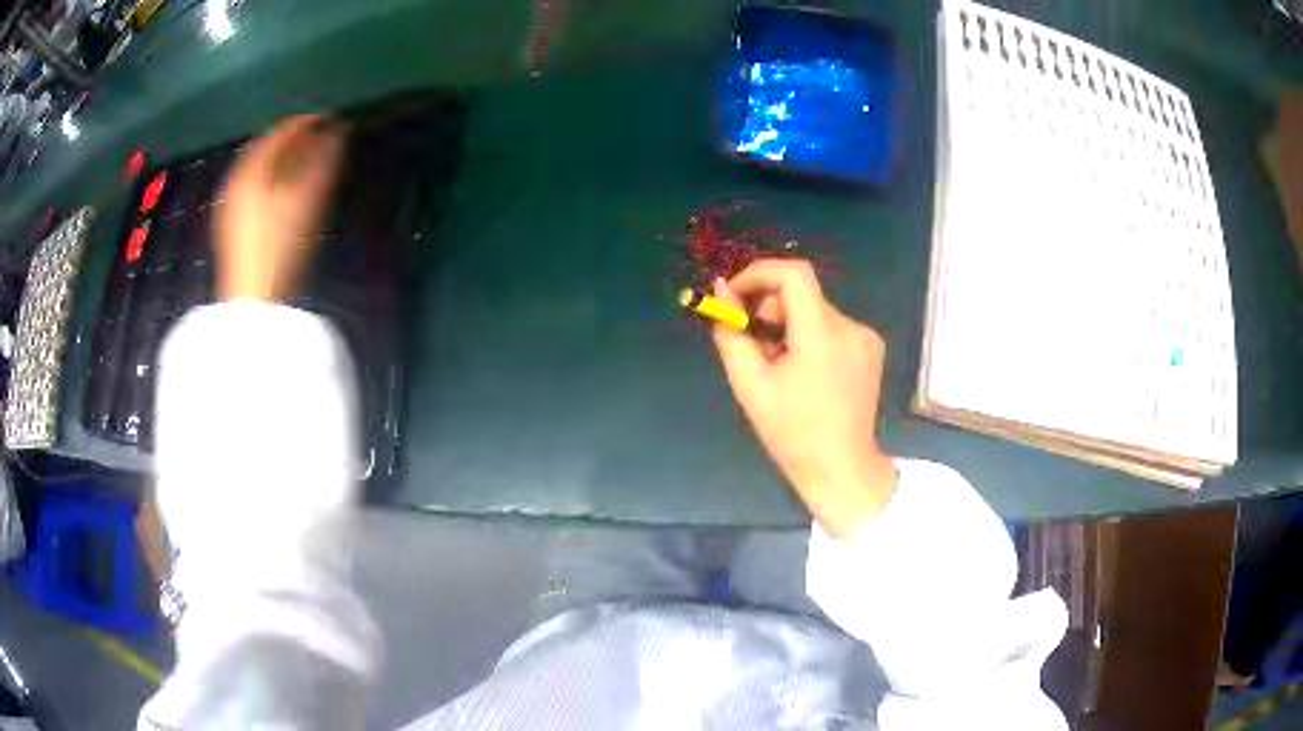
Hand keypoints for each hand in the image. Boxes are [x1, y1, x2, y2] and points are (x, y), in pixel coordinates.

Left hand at [214, 115, 344, 300]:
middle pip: (265, 148)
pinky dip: (271, 179)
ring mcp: (230, 204)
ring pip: (258, 168)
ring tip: (306, 162)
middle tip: (319, 138)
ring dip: (282, 160)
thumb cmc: (279, 247)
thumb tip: (338, 131)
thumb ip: (322, 161)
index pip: (280, 132)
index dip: (306, 122)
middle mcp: (235, 181)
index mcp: (250, 170)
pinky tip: (285, 190)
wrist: (252, 302)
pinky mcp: (231, 226)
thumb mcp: (306, 201)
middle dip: (293, 140)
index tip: (330, 119)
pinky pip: (252, 187)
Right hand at [712, 260, 895, 538]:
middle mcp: (850, 328)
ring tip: (778, 365)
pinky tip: (804, 373)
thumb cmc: (791, 433)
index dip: (759, 273)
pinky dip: (810, 337)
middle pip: (802, 295)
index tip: (735, 295)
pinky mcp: (871, 349)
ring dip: (789, 325)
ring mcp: (866, 338)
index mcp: (822, 335)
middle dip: (770, 309)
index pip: (794, 274)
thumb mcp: (750, 385)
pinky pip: (832, 328)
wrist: (840, 468)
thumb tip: (721, 291)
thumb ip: (732, 333)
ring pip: (815, 311)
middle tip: (752, 343)